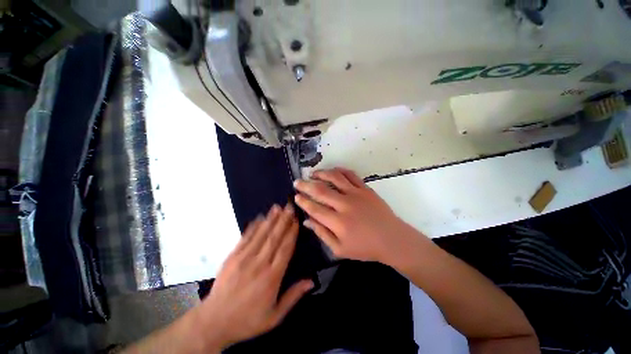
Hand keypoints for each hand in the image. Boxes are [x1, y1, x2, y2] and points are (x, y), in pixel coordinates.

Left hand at [196, 204, 312, 348]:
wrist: (213, 322)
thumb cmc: (247, 320)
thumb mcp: (274, 316)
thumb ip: (293, 296)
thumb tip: (311, 281)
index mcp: (272, 277)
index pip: (285, 249)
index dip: (292, 233)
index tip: (296, 220)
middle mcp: (259, 264)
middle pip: (274, 237)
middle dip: (283, 220)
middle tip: (289, 206)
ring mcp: (244, 258)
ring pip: (261, 234)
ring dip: (271, 219)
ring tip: (277, 207)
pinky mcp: (232, 257)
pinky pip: (245, 238)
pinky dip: (253, 226)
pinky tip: (259, 217)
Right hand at [294, 167, 419, 263]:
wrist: (392, 239)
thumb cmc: (365, 248)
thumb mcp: (340, 249)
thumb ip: (322, 234)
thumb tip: (307, 221)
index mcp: (338, 222)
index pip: (315, 208)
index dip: (303, 201)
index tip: (295, 196)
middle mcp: (345, 205)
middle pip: (321, 191)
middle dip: (306, 185)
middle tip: (297, 182)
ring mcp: (356, 194)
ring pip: (334, 178)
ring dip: (321, 173)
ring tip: (313, 173)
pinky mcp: (365, 188)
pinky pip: (350, 175)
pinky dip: (339, 170)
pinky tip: (332, 171)